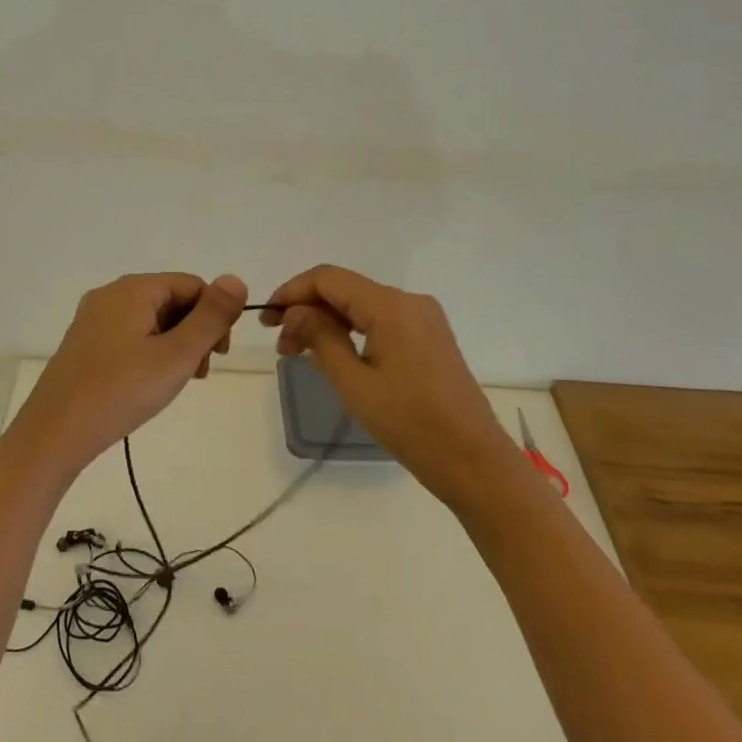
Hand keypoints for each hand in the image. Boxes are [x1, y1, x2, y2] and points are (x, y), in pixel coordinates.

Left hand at [10, 272, 248, 480]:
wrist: (55, 432)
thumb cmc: (121, 391)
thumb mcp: (177, 355)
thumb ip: (211, 317)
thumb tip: (235, 279)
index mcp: (133, 289)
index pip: (190, 284)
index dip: (214, 315)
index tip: (218, 355)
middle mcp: (110, 294)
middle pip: (170, 299)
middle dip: (193, 331)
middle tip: (198, 373)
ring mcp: (93, 318)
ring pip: (150, 319)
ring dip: (173, 344)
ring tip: (176, 382)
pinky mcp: (85, 342)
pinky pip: (129, 334)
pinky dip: (149, 352)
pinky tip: (149, 383)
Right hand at [262, 265, 506, 495]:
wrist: (475, 462)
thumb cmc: (410, 423)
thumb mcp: (353, 383)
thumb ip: (319, 337)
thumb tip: (294, 312)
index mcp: (390, 306)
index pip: (327, 278)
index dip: (291, 292)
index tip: (266, 318)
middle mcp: (409, 301)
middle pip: (344, 289)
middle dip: (307, 310)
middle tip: (280, 345)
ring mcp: (423, 318)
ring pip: (361, 305)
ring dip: (327, 321)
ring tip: (300, 353)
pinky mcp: (430, 337)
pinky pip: (380, 320)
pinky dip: (351, 330)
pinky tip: (334, 354)